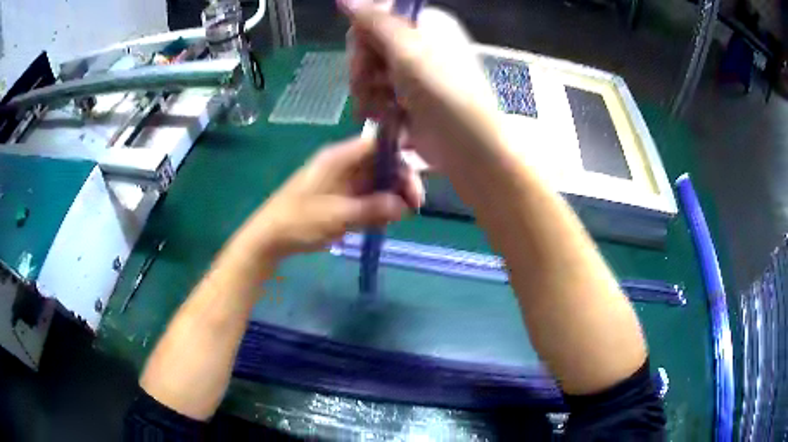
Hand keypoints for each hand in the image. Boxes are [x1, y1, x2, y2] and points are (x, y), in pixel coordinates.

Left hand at [232, 136, 422, 261]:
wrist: (270, 237)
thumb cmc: (298, 221)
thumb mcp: (337, 215)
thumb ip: (372, 209)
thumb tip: (403, 206)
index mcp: (339, 158)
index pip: (378, 145)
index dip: (400, 156)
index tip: (414, 181)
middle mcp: (344, 165)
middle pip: (382, 164)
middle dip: (400, 182)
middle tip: (414, 207)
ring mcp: (343, 182)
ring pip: (377, 182)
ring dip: (391, 197)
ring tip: (398, 217)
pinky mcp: (341, 198)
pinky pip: (367, 197)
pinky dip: (378, 207)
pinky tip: (383, 222)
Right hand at [341, 0, 501, 170]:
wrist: (467, 144)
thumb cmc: (442, 90)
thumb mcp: (406, 49)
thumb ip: (374, 21)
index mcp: (424, 24)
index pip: (375, 18)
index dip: (362, 35)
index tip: (363, 52)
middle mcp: (417, 44)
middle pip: (368, 46)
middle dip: (362, 69)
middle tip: (367, 85)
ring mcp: (411, 73)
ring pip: (368, 74)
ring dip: (368, 93)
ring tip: (381, 110)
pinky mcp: (405, 99)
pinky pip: (376, 96)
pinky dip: (377, 108)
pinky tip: (387, 120)